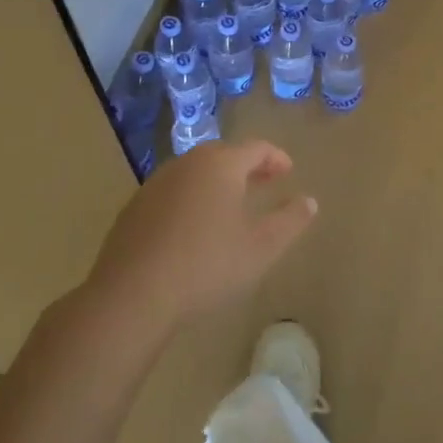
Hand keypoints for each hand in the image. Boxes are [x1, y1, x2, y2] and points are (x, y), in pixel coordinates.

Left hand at [86, 140, 316, 329]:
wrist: (133, 294)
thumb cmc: (208, 265)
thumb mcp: (262, 247)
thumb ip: (291, 220)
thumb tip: (309, 201)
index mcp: (221, 165)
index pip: (256, 148)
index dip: (276, 158)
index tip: (288, 172)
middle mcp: (187, 164)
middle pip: (223, 155)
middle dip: (247, 167)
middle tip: (264, 184)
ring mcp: (156, 184)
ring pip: (195, 173)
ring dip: (217, 183)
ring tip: (231, 206)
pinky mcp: (134, 208)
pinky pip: (173, 193)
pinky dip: (192, 200)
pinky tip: (194, 229)